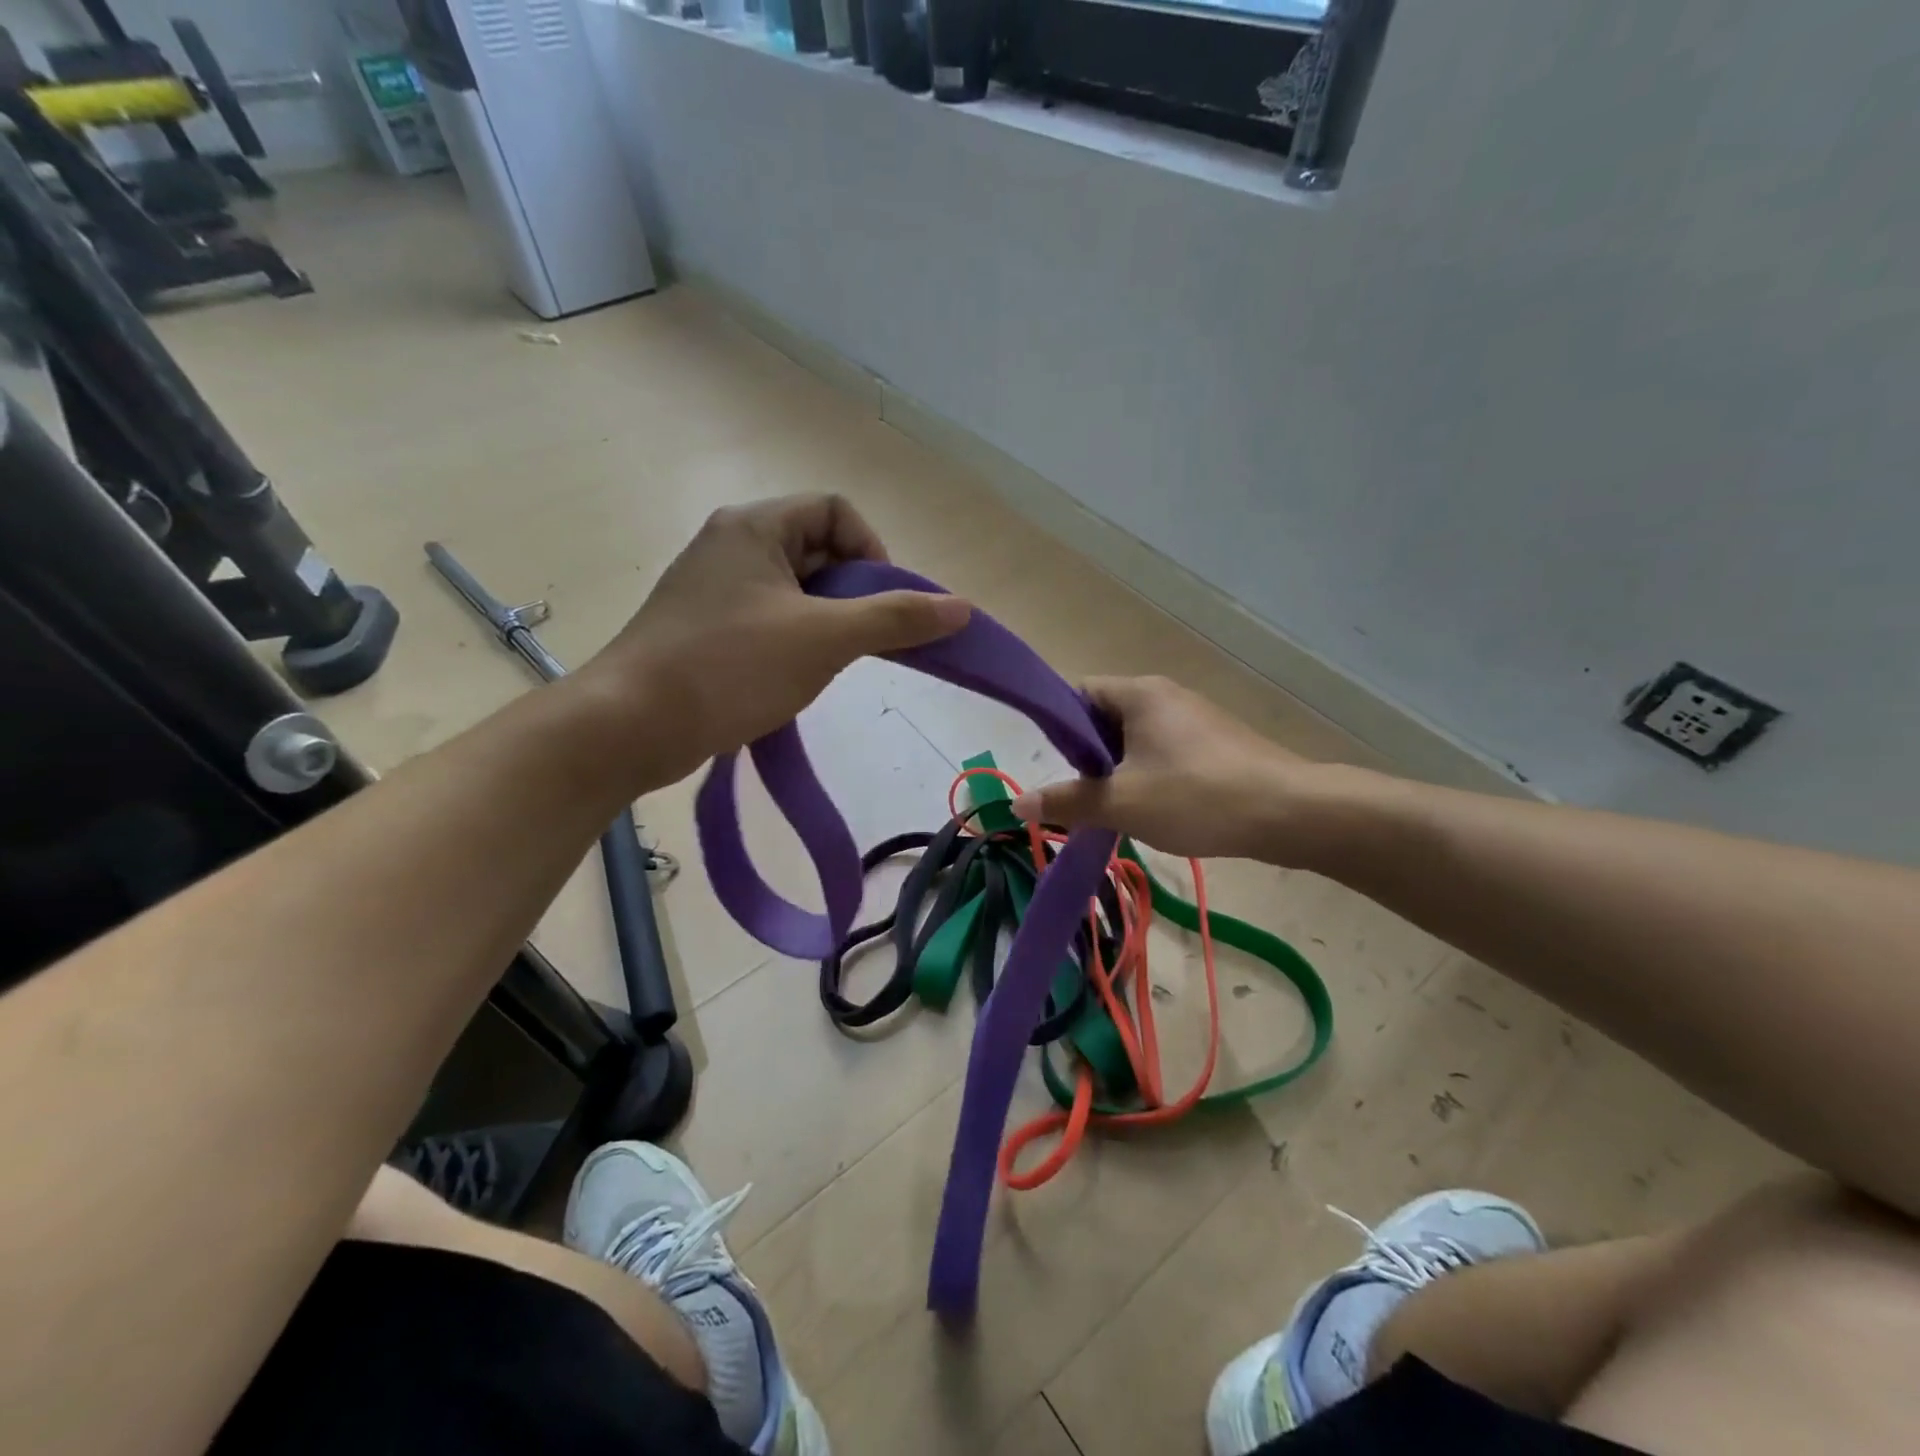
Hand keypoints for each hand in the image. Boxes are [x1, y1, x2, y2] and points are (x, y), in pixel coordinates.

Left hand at [580, 495, 969, 785]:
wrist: (631, 726)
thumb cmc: (729, 668)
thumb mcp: (824, 639)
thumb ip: (895, 619)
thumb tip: (962, 608)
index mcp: (754, 526)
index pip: (835, 510)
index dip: (871, 551)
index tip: (881, 604)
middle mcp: (730, 545)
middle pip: (817, 550)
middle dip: (852, 593)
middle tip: (861, 640)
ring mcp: (713, 588)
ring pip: (795, 590)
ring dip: (826, 622)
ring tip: (828, 664)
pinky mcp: (704, 628)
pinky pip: (769, 619)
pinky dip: (795, 641)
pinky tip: (795, 678)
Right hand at [1009, 676, 1339, 861]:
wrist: (1291, 813)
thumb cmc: (1196, 797)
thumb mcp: (1121, 803)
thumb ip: (1067, 801)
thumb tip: (1018, 804)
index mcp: (1139, 693)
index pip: (1077, 692)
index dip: (1057, 726)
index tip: (1056, 767)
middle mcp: (1165, 694)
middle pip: (1104, 716)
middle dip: (1088, 757)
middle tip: (1089, 796)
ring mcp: (1194, 717)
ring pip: (1135, 738)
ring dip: (1119, 771)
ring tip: (1121, 808)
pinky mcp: (1215, 742)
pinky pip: (1164, 750)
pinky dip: (1149, 775)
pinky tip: (1158, 809)